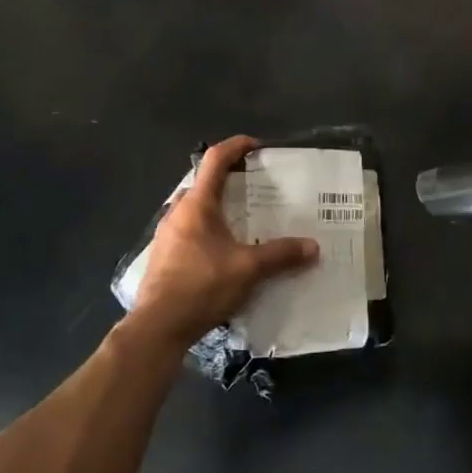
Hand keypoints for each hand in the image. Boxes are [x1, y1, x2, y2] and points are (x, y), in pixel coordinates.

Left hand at [131, 135, 318, 346]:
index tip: (256, 146)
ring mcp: (167, 234)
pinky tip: (225, 249)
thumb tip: (313, 247)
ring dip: (218, 206)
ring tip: (244, 218)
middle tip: (255, 187)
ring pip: (195, 208)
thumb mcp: (248, 269)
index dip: (235, 146)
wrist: (158, 326)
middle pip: (204, 182)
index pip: (214, 160)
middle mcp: (178, 212)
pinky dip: (209, 228)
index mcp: (197, 205)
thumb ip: (280, 255)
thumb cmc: (201, 286)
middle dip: (229, 179)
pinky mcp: (165, 255)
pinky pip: (190, 229)